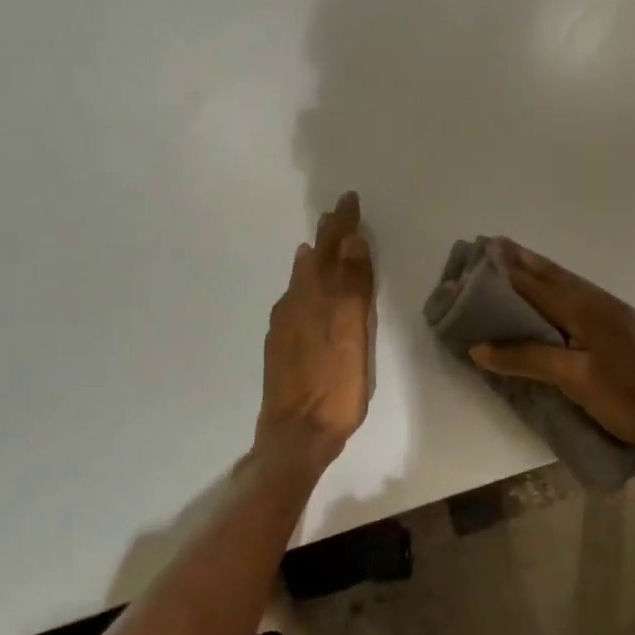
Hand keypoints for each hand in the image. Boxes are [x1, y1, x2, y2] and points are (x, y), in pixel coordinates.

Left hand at [256, 191, 375, 469]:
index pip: (332, 250)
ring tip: (318, 244)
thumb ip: (353, 288)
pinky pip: (294, 299)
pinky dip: (304, 284)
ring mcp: (285, 326)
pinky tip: (304, 291)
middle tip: (335, 213)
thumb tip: (352, 241)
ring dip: (313, 258)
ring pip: (301, 280)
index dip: (342, 225)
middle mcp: (296, 305)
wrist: (295, 435)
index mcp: (316, 298)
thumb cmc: (334, 387)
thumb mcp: (352, 335)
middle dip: (327, 236)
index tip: (349, 199)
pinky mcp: (281, 345)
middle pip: (314, 261)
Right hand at [468, 239, 634, 463]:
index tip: (484, 247)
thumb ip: (527, 358)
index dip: (509, 268)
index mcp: (584, 309)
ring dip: (537, 272)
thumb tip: (479, 347)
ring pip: (565, 283)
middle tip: (492, 247)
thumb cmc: (623, 397)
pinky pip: (575, 296)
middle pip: (552, 275)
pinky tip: (544, 296)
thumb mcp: (573, 379)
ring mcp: (609, 313)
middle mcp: (596, 302)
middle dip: (522, 261)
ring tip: (511, 263)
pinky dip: (552, 288)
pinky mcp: (614, 326)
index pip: (537, 283)